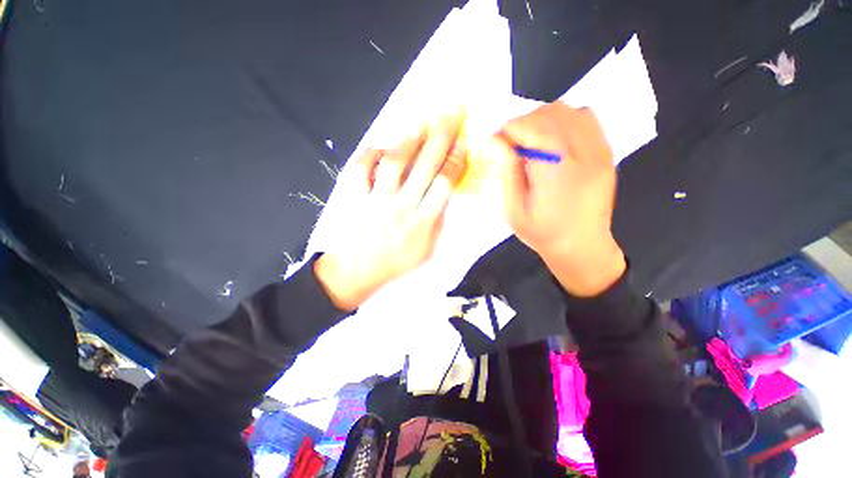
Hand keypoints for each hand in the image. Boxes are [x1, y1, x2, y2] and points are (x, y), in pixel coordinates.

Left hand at [315, 115, 465, 309]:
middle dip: (441, 136)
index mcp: (422, 222)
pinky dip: (369, 154)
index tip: (463, 138)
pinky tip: (380, 147)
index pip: (444, 184)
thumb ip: (437, 220)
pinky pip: (360, 169)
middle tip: (451, 112)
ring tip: (421, 121)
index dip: (455, 158)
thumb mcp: (427, 250)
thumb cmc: (396, 262)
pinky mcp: (354, 198)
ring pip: (394, 163)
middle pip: (425, 166)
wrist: (358, 271)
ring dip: (409, 139)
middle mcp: (401, 207)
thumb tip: (444, 192)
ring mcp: (376, 200)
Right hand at [486, 102, 625, 296]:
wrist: (582, 246)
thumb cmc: (543, 233)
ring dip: (542, 119)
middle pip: (550, 115)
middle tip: (510, 144)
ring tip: (530, 141)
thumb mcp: (514, 211)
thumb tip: (496, 141)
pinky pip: (585, 117)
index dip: (509, 129)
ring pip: (568, 110)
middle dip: (522, 123)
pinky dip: (563, 120)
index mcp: (557, 174)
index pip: (532, 128)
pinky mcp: (606, 151)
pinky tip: (553, 140)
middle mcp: (583, 155)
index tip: (495, 141)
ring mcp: (599, 151)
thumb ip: (506, 173)